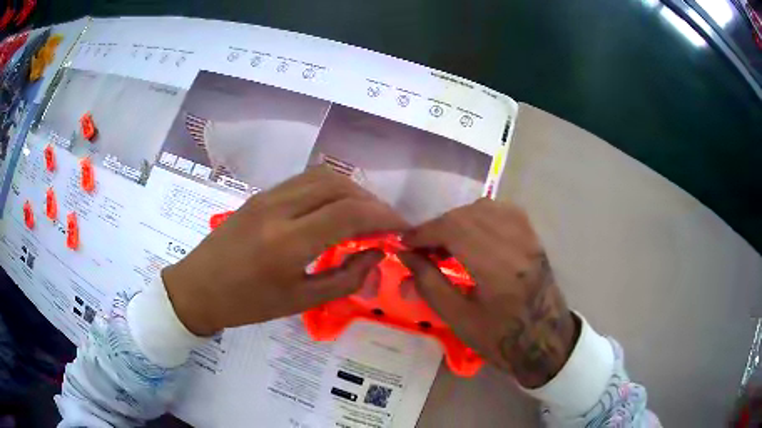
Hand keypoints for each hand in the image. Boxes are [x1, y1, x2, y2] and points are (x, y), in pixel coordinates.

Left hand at [162, 167, 407, 336]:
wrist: (199, 288)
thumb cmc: (248, 304)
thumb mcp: (300, 301)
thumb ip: (346, 278)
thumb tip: (376, 253)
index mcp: (288, 243)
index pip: (350, 212)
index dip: (384, 217)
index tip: (401, 229)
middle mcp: (279, 209)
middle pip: (339, 185)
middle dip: (371, 201)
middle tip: (384, 225)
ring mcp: (268, 197)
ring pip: (323, 176)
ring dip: (352, 191)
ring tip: (363, 215)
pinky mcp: (261, 194)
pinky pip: (304, 181)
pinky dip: (330, 189)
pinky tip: (334, 209)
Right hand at [398, 198, 577, 387]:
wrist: (544, 341)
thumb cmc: (500, 338)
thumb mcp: (458, 320)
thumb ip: (430, 284)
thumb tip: (406, 255)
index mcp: (497, 269)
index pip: (454, 230)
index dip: (424, 232)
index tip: (405, 243)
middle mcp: (515, 245)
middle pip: (468, 215)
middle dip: (438, 226)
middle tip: (424, 248)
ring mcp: (528, 238)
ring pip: (486, 207)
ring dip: (459, 219)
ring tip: (448, 241)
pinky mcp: (534, 238)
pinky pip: (504, 211)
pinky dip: (482, 216)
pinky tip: (474, 234)